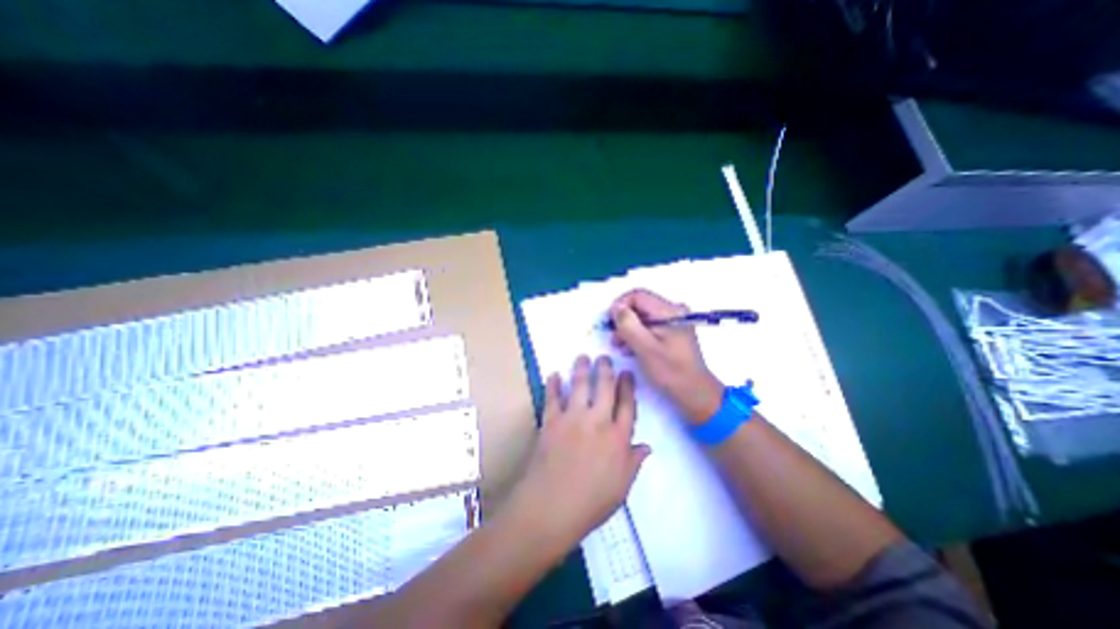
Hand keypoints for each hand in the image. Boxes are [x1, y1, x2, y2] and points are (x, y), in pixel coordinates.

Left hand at [512, 355, 658, 548]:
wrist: (551, 507)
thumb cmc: (591, 503)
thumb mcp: (621, 487)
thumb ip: (634, 463)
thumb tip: (646, 446)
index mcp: (618, 437)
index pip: (627, 404)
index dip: (627, 386)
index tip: (626, 373)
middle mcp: (597, 421)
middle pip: (604, 387)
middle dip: (606, 369)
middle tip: (604, 357)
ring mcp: (572, 418)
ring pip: (579, 385)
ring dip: (581, 368)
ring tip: (583, 357)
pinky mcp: (551, 421)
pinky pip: (552, 397)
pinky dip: (552, 385)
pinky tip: (553, 375)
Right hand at [608, 288, 721, 421]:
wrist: (695, 393)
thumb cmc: (670, 371)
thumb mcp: (645, 348)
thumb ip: (628, 325)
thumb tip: (615, 307)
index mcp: (669, 311)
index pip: (637, 295)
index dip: (620, 305)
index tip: (609, 323)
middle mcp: (673, 311)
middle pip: (640, 305)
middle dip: (624, 319)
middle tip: (614, 338)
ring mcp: (674, 321)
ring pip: (643, 316)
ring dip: (629, 328)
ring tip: (620, 346)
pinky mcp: (673, 332)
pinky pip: (650, 325)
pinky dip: (638, 334)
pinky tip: (631, 348)